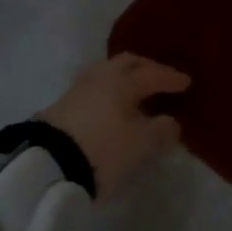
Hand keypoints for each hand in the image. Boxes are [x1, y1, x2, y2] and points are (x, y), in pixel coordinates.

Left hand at [39, 53, 190, 196]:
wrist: (45, 167)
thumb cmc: (102, 149)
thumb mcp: (140, 144)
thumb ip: (161, 130)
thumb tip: (171, 122)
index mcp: (123, 80)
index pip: (153, 74)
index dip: (171, 78)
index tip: (187, 83)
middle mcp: (100, 76)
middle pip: (127, 63)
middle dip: (146, 68)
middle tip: (160, 77)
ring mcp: (77, 89)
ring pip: (107, 73)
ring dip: (125, 78)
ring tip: (135, 91)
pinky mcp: (61, 106)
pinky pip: (94, 89)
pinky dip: (109, 92)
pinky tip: (112, 106)